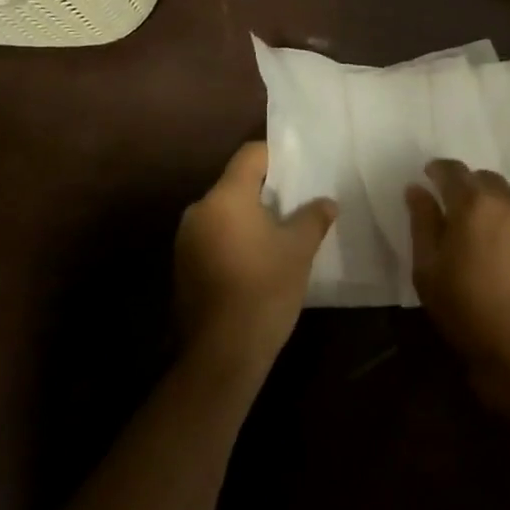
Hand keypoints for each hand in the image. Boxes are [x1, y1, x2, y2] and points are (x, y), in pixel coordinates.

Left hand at [175, 142, 335, 381]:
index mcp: (225, 197)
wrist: (222, 354)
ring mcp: (186, 240)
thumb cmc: (265, 289)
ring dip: (248, 218)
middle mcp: (199, 210)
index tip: (299, 171)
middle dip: (265, 192)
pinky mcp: (182, 267)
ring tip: (279, 236)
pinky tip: (256, 263)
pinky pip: (213, 237)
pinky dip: (233, 240)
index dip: (277, 157)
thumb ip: (313, 217)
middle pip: (235, 184)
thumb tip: (326, 202)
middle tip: (295, 205)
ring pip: (224, 213)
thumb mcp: (299, 250)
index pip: (250, 155)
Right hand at [405, 159, 509, 407]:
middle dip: (468, 188)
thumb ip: (422, 222)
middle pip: (486, 181)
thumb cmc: (467, 312)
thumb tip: (417, 189)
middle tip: (457, 212)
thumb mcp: (428, 270)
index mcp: (475, 205)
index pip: (453, 170)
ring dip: (495, 210)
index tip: (430, 177)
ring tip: (486, 239)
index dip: (438, 170)